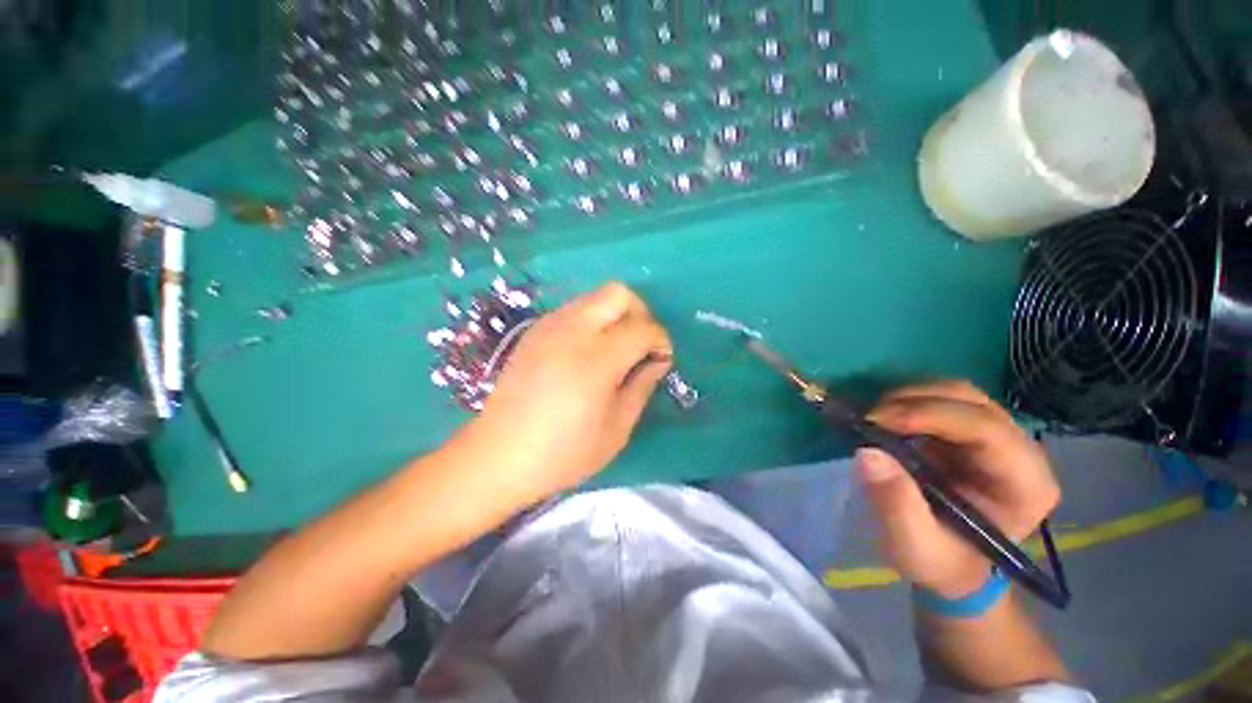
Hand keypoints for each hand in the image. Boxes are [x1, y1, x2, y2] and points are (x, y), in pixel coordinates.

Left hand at [456, 282, 672, 506]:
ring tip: (615, 348)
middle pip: (618, 293)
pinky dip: (591, 320)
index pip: (643, 328)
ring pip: (594, 296)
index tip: (661, 359)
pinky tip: (587, 351)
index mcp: (597, 359)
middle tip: (641, 344)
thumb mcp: (616, 430)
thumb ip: (641, 387)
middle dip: (640, 312)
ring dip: (614, 315)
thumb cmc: (563, 452)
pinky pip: (573, 309)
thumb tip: (657, 361)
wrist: (498, 455)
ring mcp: (549, 327)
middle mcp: (573, 331)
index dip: (661, 340)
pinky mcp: (534, 331)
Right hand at [857, 381, 1059, 598]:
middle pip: (971, 401)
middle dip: (914, 401)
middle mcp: (1020, 451)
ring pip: (956, 393)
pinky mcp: (970, 430)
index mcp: (1025, 484)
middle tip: (869, 417)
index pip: (986, 430)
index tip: (876, 420)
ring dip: (908, 397)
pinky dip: (907, 401)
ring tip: (873, 417)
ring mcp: (997, 436)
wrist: (953, 564)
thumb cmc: (942, 562)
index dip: (931, 415)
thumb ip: (896, 505)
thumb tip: (868, 453)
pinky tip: (884, 418)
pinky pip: (941, 399)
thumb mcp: (916, 547)